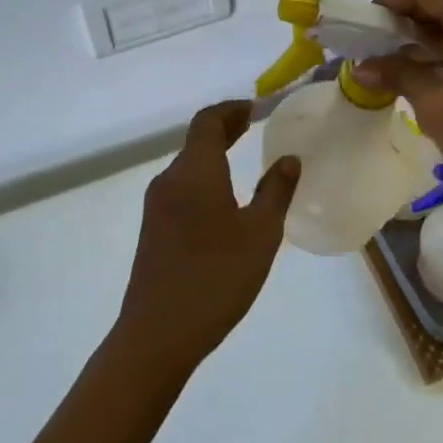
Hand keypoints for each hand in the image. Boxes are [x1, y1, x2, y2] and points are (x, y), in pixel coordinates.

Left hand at [111, 101, 299, 374]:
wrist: (157, 334)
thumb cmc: (216, 277)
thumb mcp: (260, 234)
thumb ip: (276, 191)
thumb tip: (289, 159)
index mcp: (195, 171)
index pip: (208, 121)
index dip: (231, 109)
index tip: (256, 108)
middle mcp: (170, 179)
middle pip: (196, 140)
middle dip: (225, 129)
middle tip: (255, 125)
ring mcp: (157, 206)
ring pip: (188, 165)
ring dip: (214, 154)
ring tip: (245, 158)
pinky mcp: (153, 229)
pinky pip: (182, 187)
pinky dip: (205, 177)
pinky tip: (224, 200)